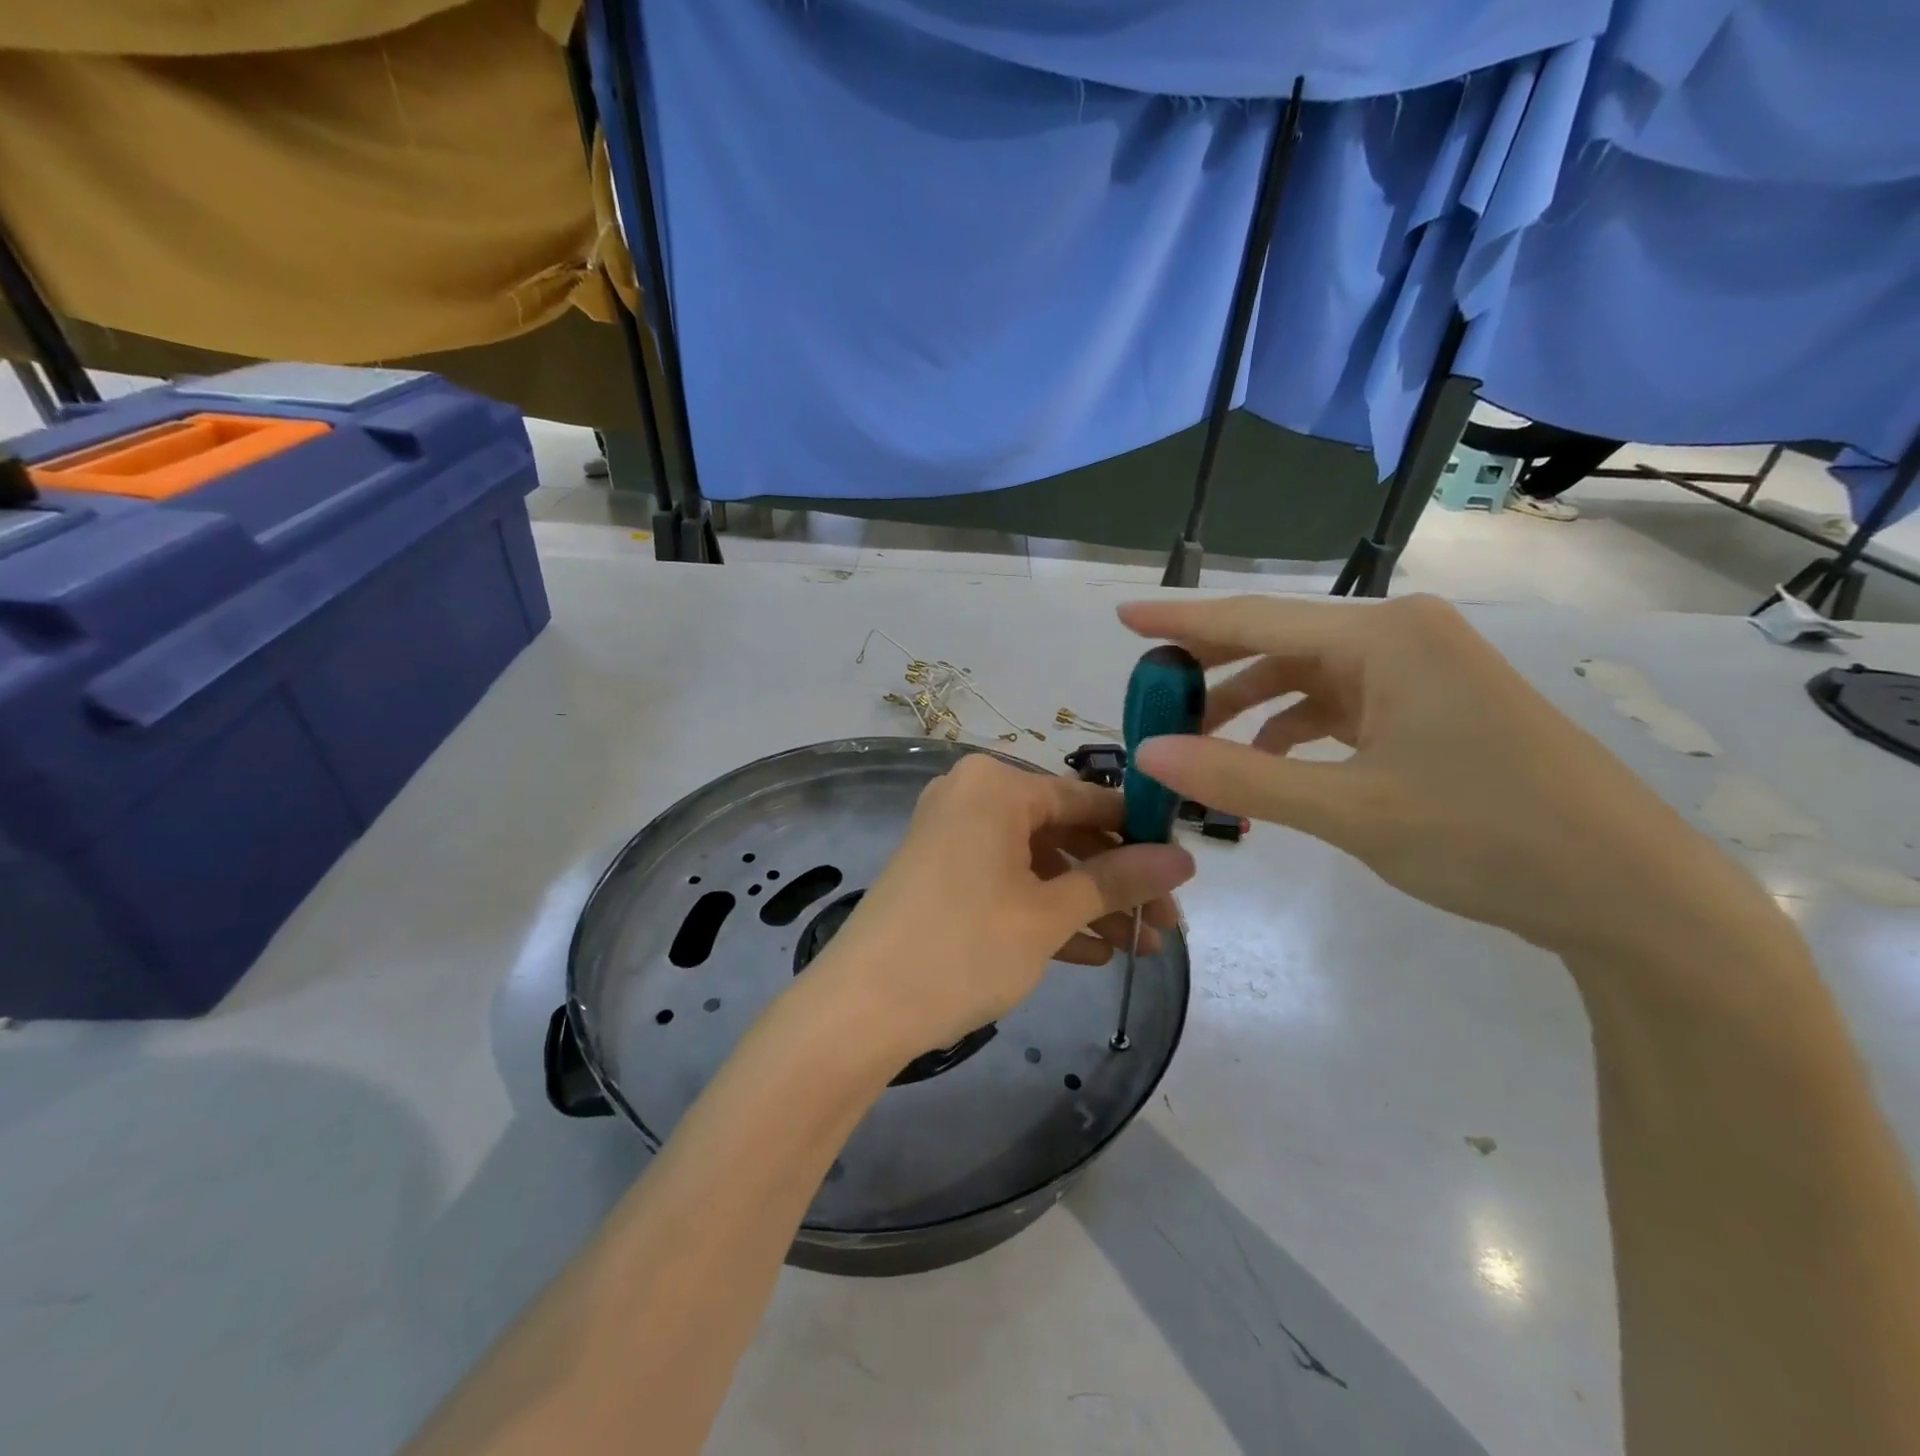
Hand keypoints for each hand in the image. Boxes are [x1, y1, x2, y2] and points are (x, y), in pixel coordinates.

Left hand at [812, 754, 1194, 1055]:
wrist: (859, 1011)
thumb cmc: (962, 949)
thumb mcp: (1048, 915)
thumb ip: (1117, 881)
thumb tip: (1184, 859)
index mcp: (996, 785)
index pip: (1088, 799)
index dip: (1141, 836)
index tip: (1183, 874)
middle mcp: (972, 796)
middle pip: (1064, 832)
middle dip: (1116, 881)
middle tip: (1164, 926)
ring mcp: (952, 835)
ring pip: (1038, 862)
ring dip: (1086, 903)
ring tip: (1137, 948)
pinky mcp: (941, 873)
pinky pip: (1007, 881)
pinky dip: (1044, 912)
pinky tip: (1090, 952)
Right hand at [1118, 593, 1739, 954]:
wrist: (1629, 893)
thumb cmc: (1489, 837)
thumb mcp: (1350, 810)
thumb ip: (1241, 776)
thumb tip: (1148, 753)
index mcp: (1384, 636)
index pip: (1255, 619)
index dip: (1181, 621)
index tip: (1121, 615)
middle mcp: (1400, 635)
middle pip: (1278, 642)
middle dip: (1209, 672)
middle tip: (1148, 699)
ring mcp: (1420, 670)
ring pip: (1306, 676)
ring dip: (1249, 708)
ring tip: (1196, 746)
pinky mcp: (1430, 706)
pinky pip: (1339, 703)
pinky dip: (1294, 729)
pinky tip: (1268, 764)